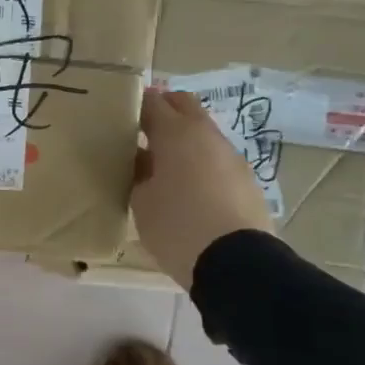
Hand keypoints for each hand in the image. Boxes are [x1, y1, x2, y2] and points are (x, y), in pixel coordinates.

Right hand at [131, 88, 276, 290]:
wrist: (236, 263)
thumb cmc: (177, 226)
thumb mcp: (141, 201)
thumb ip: (138, 172)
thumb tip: (142, 160)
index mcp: (176, 133)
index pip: (151, 101)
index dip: (133, 105)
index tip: (118, 117)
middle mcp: (206, 135)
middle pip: (183, 105)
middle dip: (162, 111)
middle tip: (140, 132)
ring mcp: (231, 156)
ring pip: (202, 132)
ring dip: (183, 139)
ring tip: (162, 166)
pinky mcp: (246, 179)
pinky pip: (216, 158)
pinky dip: (200, 162)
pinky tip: (188, 189)